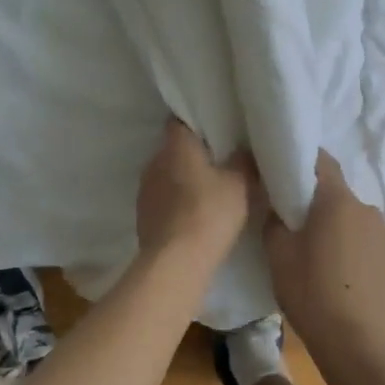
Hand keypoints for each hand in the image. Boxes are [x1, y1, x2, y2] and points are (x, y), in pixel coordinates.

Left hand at [134, 119, 256, 263]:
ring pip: (166, 175)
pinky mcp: (142, 216)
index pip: (179, 122)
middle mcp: (154, 162)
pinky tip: (193, 215)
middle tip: (218, 162)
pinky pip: (162, 199)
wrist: (176, 262)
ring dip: (182, 180)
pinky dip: (176, 202)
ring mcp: (144, 190)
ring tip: (207, 191)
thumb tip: (242, 150)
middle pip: (173, 149)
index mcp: (175, 146)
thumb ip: (242, 162)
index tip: (214, 130)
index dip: (195, 123)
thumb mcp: (240, 184)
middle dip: (192, 154)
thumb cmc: (210, 212)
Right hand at [263, 151, 384, 377]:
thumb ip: (274, 220)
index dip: (303, 160)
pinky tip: (344, 278)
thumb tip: (277, 204)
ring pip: (355, 221)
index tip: (286, 171)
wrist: (358, 346)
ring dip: (340, 229)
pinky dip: (356, 251)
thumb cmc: (311, 292)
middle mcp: (368, 209)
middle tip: (297, 226)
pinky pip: (370, 244)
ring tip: (322, 258)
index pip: (322, 161)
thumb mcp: (278, 255)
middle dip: (319, 204)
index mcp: (337, 200)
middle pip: (338, 195)